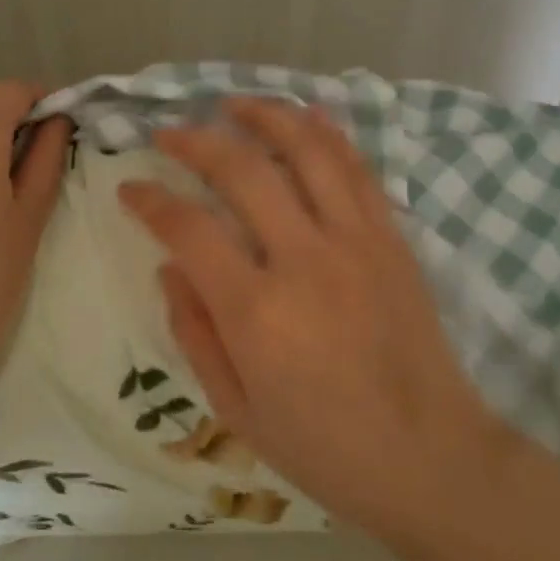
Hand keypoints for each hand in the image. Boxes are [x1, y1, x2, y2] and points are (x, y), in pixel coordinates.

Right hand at [117, 98, 511, 538]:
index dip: (150, 200)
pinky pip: (358, 170)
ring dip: (265, 116)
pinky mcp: (391, 239)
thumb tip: (170, 268)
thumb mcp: (237, 409)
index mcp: (256, 310)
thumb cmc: (324, 447)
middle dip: (196, 141)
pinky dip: (330, 134)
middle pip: (242, 171)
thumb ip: (195, 333)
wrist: (429, 458)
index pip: (188, 228)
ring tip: (233, 103)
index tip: (130, 188)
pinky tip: (308, 114)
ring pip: (307, 151)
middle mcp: (304, 259)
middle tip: (170, 133)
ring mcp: (355, 242)